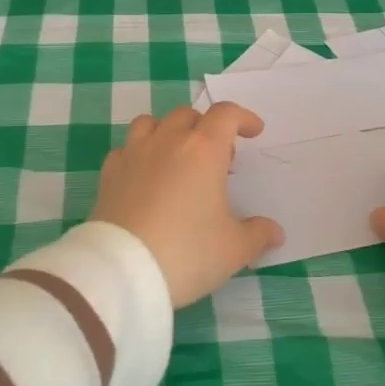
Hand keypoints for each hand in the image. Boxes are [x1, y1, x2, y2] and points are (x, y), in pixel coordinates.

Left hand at [91, 104, 284, 306]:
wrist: (123, 270)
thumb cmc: (187, 252)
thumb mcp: (233, 249)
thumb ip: (258, 234)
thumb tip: (275, 232)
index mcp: (203, 150)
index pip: (226, 114)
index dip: (243, 118)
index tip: (254, 132)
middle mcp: (167, 141)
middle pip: (189, 115)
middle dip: (207, 128)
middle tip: (218, 159)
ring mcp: (134, 154)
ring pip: (151, 122)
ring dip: (169, 132)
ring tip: (178, 158)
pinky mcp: (109, 173)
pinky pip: (126, 149)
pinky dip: (139, 154)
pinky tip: (145, 177)